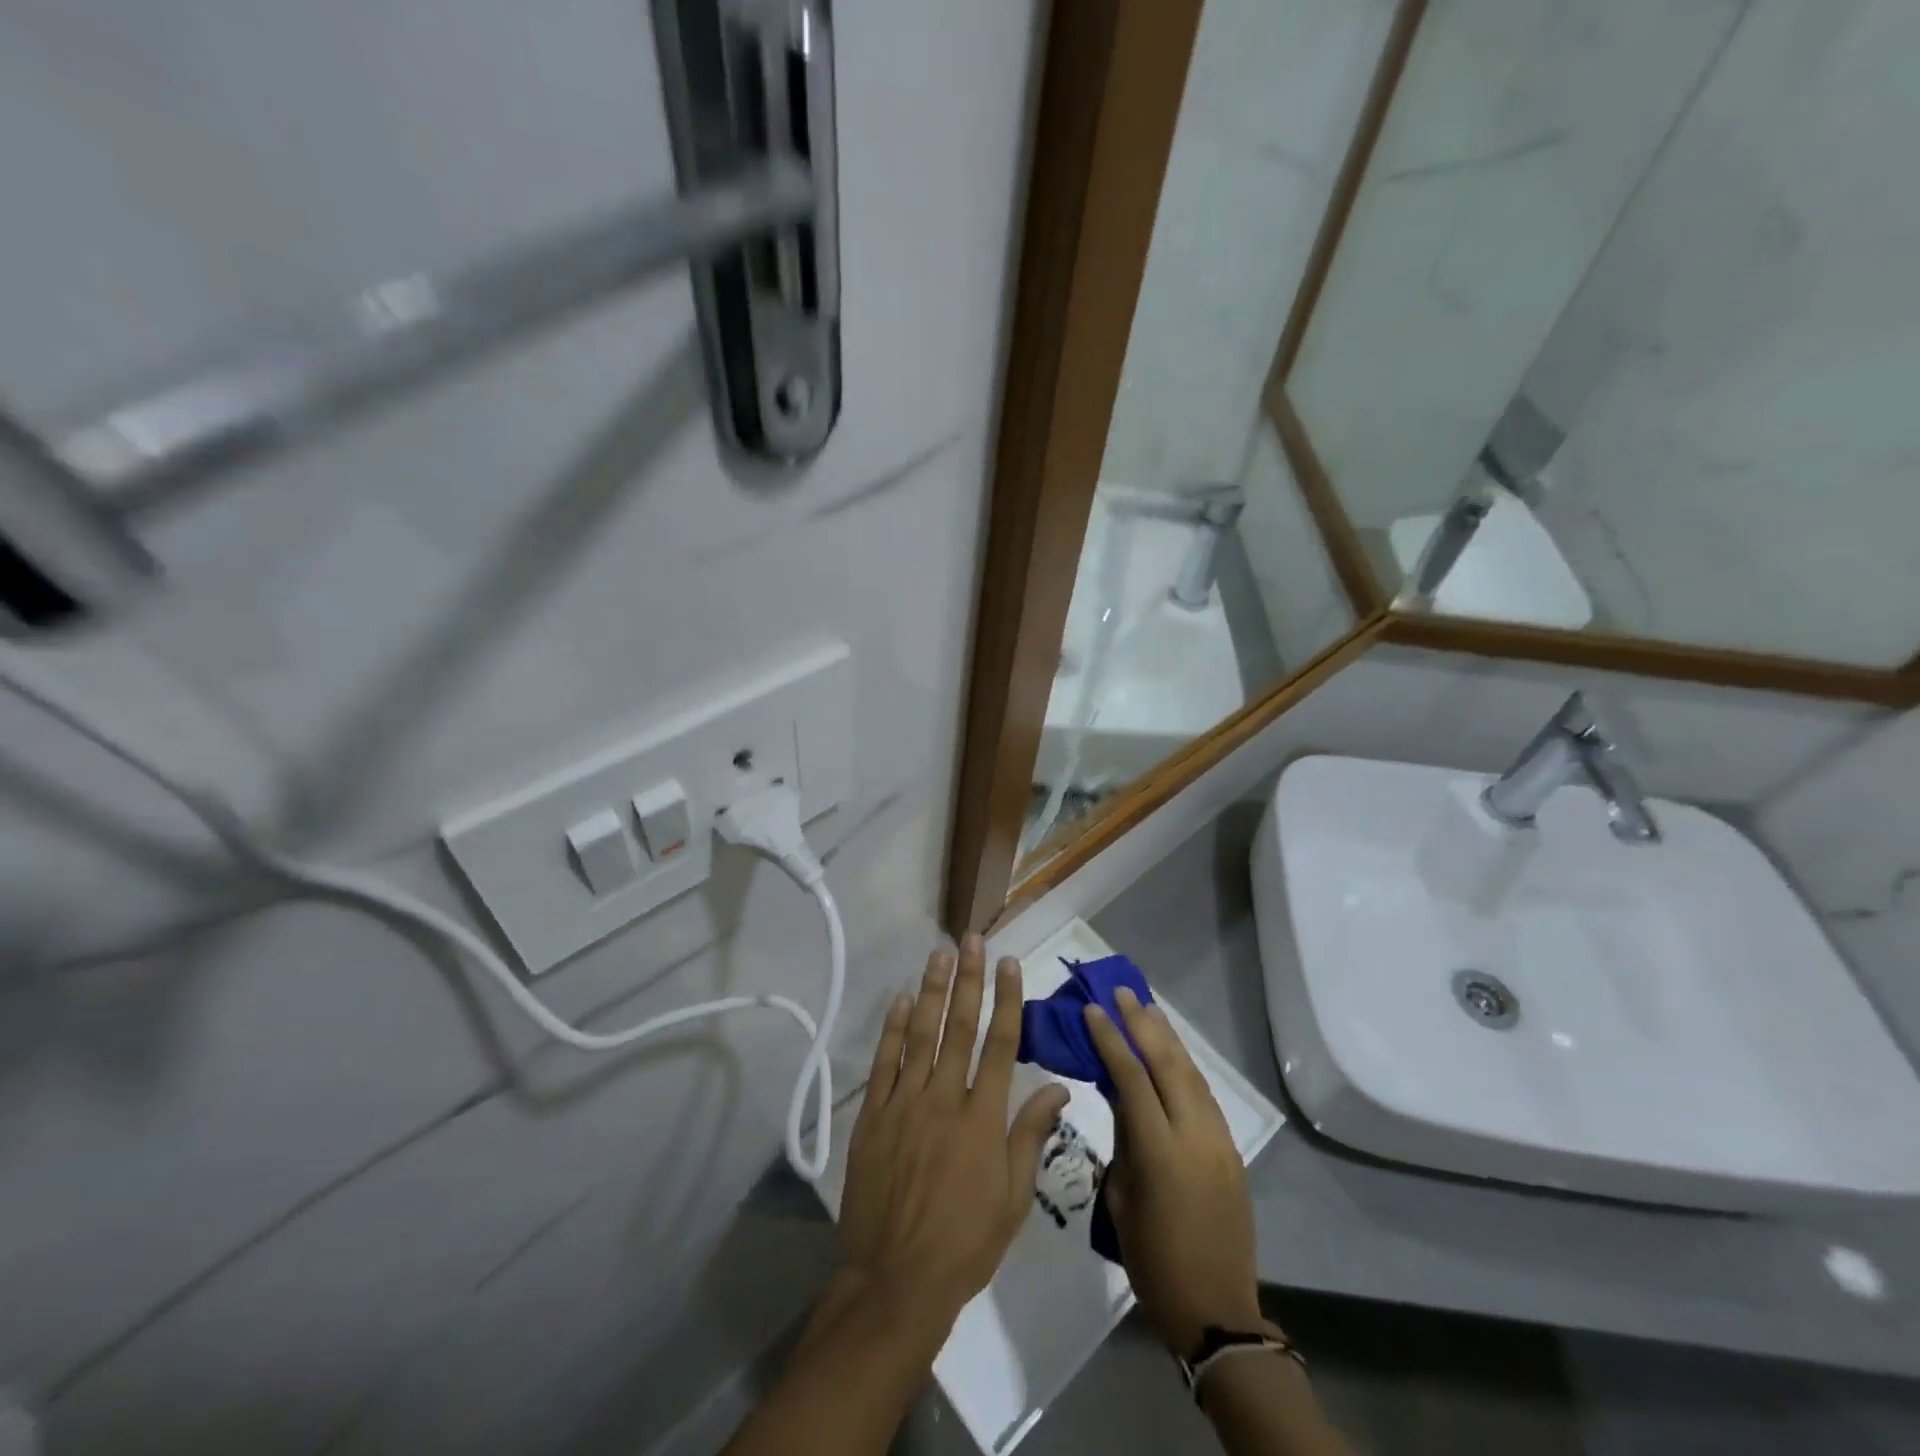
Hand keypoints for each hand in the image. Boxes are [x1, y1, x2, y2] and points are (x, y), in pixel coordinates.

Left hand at [836, 936, 1069, 1328]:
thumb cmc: (965, 1244)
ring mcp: (905, 1104)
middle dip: (968, 980)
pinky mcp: (873, 1116)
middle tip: (972, 940)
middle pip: (959, 1027)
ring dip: (930, 991)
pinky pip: (884, 1063)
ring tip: (938, 955)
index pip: (1001, 1044)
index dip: (1007, 1000)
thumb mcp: (1014, 1198)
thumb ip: (1031, 1135)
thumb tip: (1060, 1089)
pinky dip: (892, 1029)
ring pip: (920, 1034)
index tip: (1009, 964)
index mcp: (983, 1118)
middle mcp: (945, 1098)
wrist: (896, 1281)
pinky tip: (899, 1000)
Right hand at [1084, 987, 1261, 1355]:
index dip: (1111, 1040)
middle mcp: (1195, 1135)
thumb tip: (1120, 1093)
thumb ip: (1123, 1137)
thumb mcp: (1121, 1195)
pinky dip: (1184, 1065)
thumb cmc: (1151, 1258)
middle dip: (1143, 1024)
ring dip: (1167, 1038)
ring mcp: (1219, 1140)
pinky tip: (1171, 1051)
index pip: (1132, 1078)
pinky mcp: (1231, 1149)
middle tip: (1122, 992)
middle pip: (1168, 1064)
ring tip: (1147, 1009)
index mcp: (1160, 1152)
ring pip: (1191, 1074)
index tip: (1093, 1010)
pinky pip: (1204, 1094)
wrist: (1215, 1308)